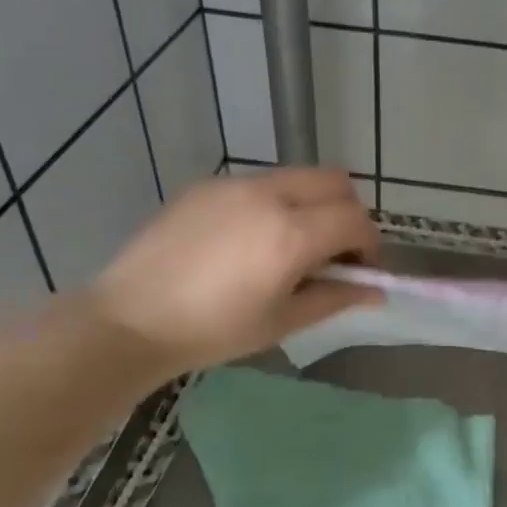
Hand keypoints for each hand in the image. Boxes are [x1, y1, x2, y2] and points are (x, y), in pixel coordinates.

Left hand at [89, 167, 379, 376]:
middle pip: (336, 181)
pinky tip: (249, 239)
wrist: (131, 319)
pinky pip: (260, 182)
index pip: (356, 220)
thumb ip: (336, 297)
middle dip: (347, 213)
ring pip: (298, 176)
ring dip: (312, 203)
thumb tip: (376, 291)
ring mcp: (235, 184)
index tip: (358, 270)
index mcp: (292, 234)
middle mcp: (269, 195)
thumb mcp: (283, 320)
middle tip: (333, 251)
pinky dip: (275, 202)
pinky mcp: (207, 184)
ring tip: (290, 244)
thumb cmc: (214, 330)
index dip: (369, 245)